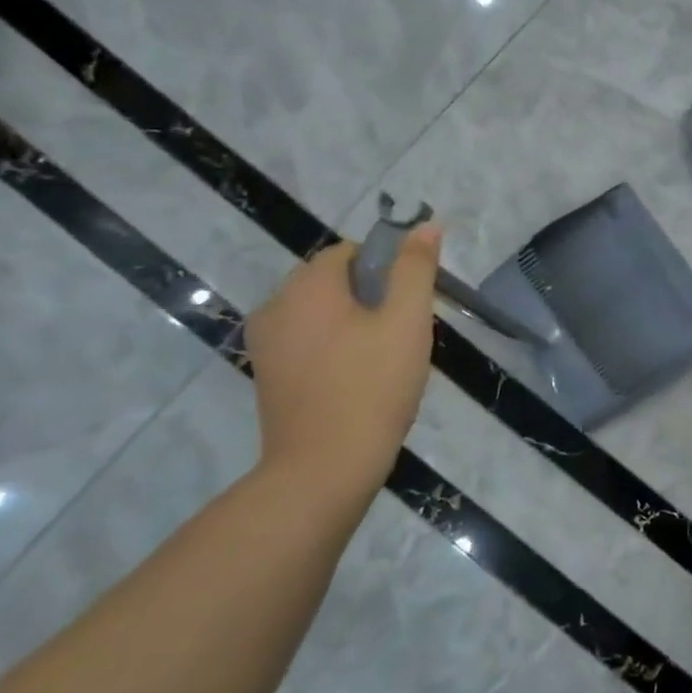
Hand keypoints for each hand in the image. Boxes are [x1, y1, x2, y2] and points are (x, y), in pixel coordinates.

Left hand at [244, 230, 439, 500]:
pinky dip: (336, 347)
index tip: (412, 302)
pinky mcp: (268, 374)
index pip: (350, 251)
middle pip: (333, 281)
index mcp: (306, 286)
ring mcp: (266, 343)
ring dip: (356, 323)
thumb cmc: (373, 385)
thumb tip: (425, 225)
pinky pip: (309, 341)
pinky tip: (361, 378)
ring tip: (387, 359)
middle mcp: (275, 306)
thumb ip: (416, 269)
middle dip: (374, 296)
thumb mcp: (407, 321)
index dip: (388, 268)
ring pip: (322, 313)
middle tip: (406, 333)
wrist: (325, 466)